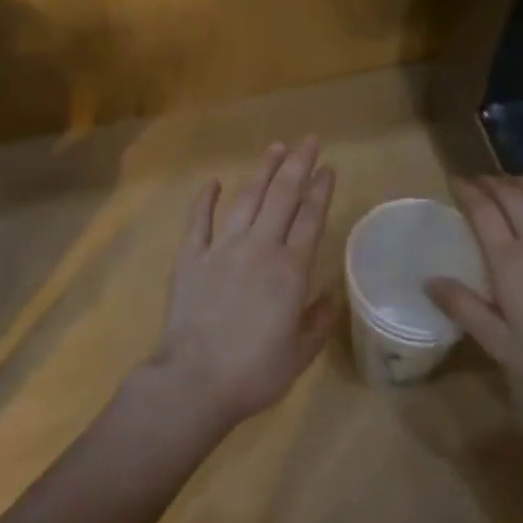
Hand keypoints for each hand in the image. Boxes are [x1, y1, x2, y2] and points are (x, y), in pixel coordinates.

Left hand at [153, 138, 338, 428]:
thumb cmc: (254, 372)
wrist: (194, 381)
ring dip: (262, 171)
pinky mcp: (190, 257)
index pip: (310, 218)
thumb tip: (332, 294)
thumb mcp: (300, 353)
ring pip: (246, 198)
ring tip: (275, 148)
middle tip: (309, 140)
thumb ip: (319, 320)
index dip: (321, 189)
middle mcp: (260, 248)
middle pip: (282, 196)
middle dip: (298, 165)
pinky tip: (213, 181)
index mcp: (291, 270)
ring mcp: (222, 248)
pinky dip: (205, 198)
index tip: (328, 167)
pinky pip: (199, 220)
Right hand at [426, 176, 522, 416]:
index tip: (455, 181)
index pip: (483, 211)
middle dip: (491, 182)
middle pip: (512, 195)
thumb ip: (464, 308)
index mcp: (510, 261)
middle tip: (477, 180)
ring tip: (510, 182)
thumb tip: (429, 281)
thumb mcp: (501, 344)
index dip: (467, 191)